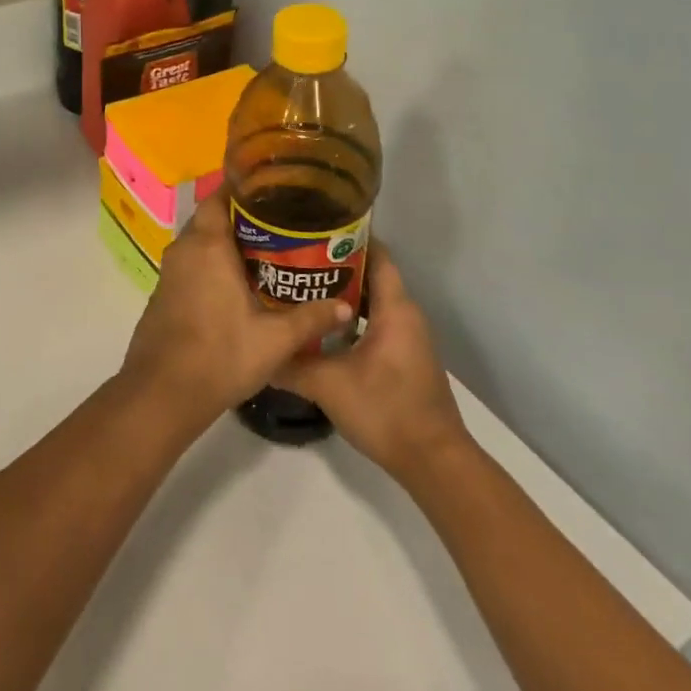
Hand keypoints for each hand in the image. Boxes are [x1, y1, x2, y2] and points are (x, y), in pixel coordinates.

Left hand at [117, 188, 352, 435]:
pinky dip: (212, 264)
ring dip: (227, 244)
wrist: (162, 392)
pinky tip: (238, 283)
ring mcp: (170, 273)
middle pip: (211, 219)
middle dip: (242, 218)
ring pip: (200, 243)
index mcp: (207, 246)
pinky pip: (191, 265)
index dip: (241, 190)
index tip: (271, 191)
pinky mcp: (164, 294)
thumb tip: (344, 307)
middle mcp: (184, 250)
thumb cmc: (220, 356)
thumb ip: (310, 318)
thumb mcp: (274, 340)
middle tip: (281, 225)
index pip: (218, 198)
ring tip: (267, 252)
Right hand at [274, 249, 469, 482]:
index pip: (376, 254)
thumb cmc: (385, 411)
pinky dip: (348, 317)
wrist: (433, 463)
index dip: (348, 237)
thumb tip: (256, 352)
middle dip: (333, 263)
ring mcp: (406, 337)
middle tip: (293, 256)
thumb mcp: (328, 385)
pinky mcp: (402, 357)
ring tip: (298, 286)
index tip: (313, 227)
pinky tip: (318, 326)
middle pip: (370, 274)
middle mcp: (404, 315)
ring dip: (339, 293)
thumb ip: (290, 365)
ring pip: (370, 300)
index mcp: (394, 309)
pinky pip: (373, 321)